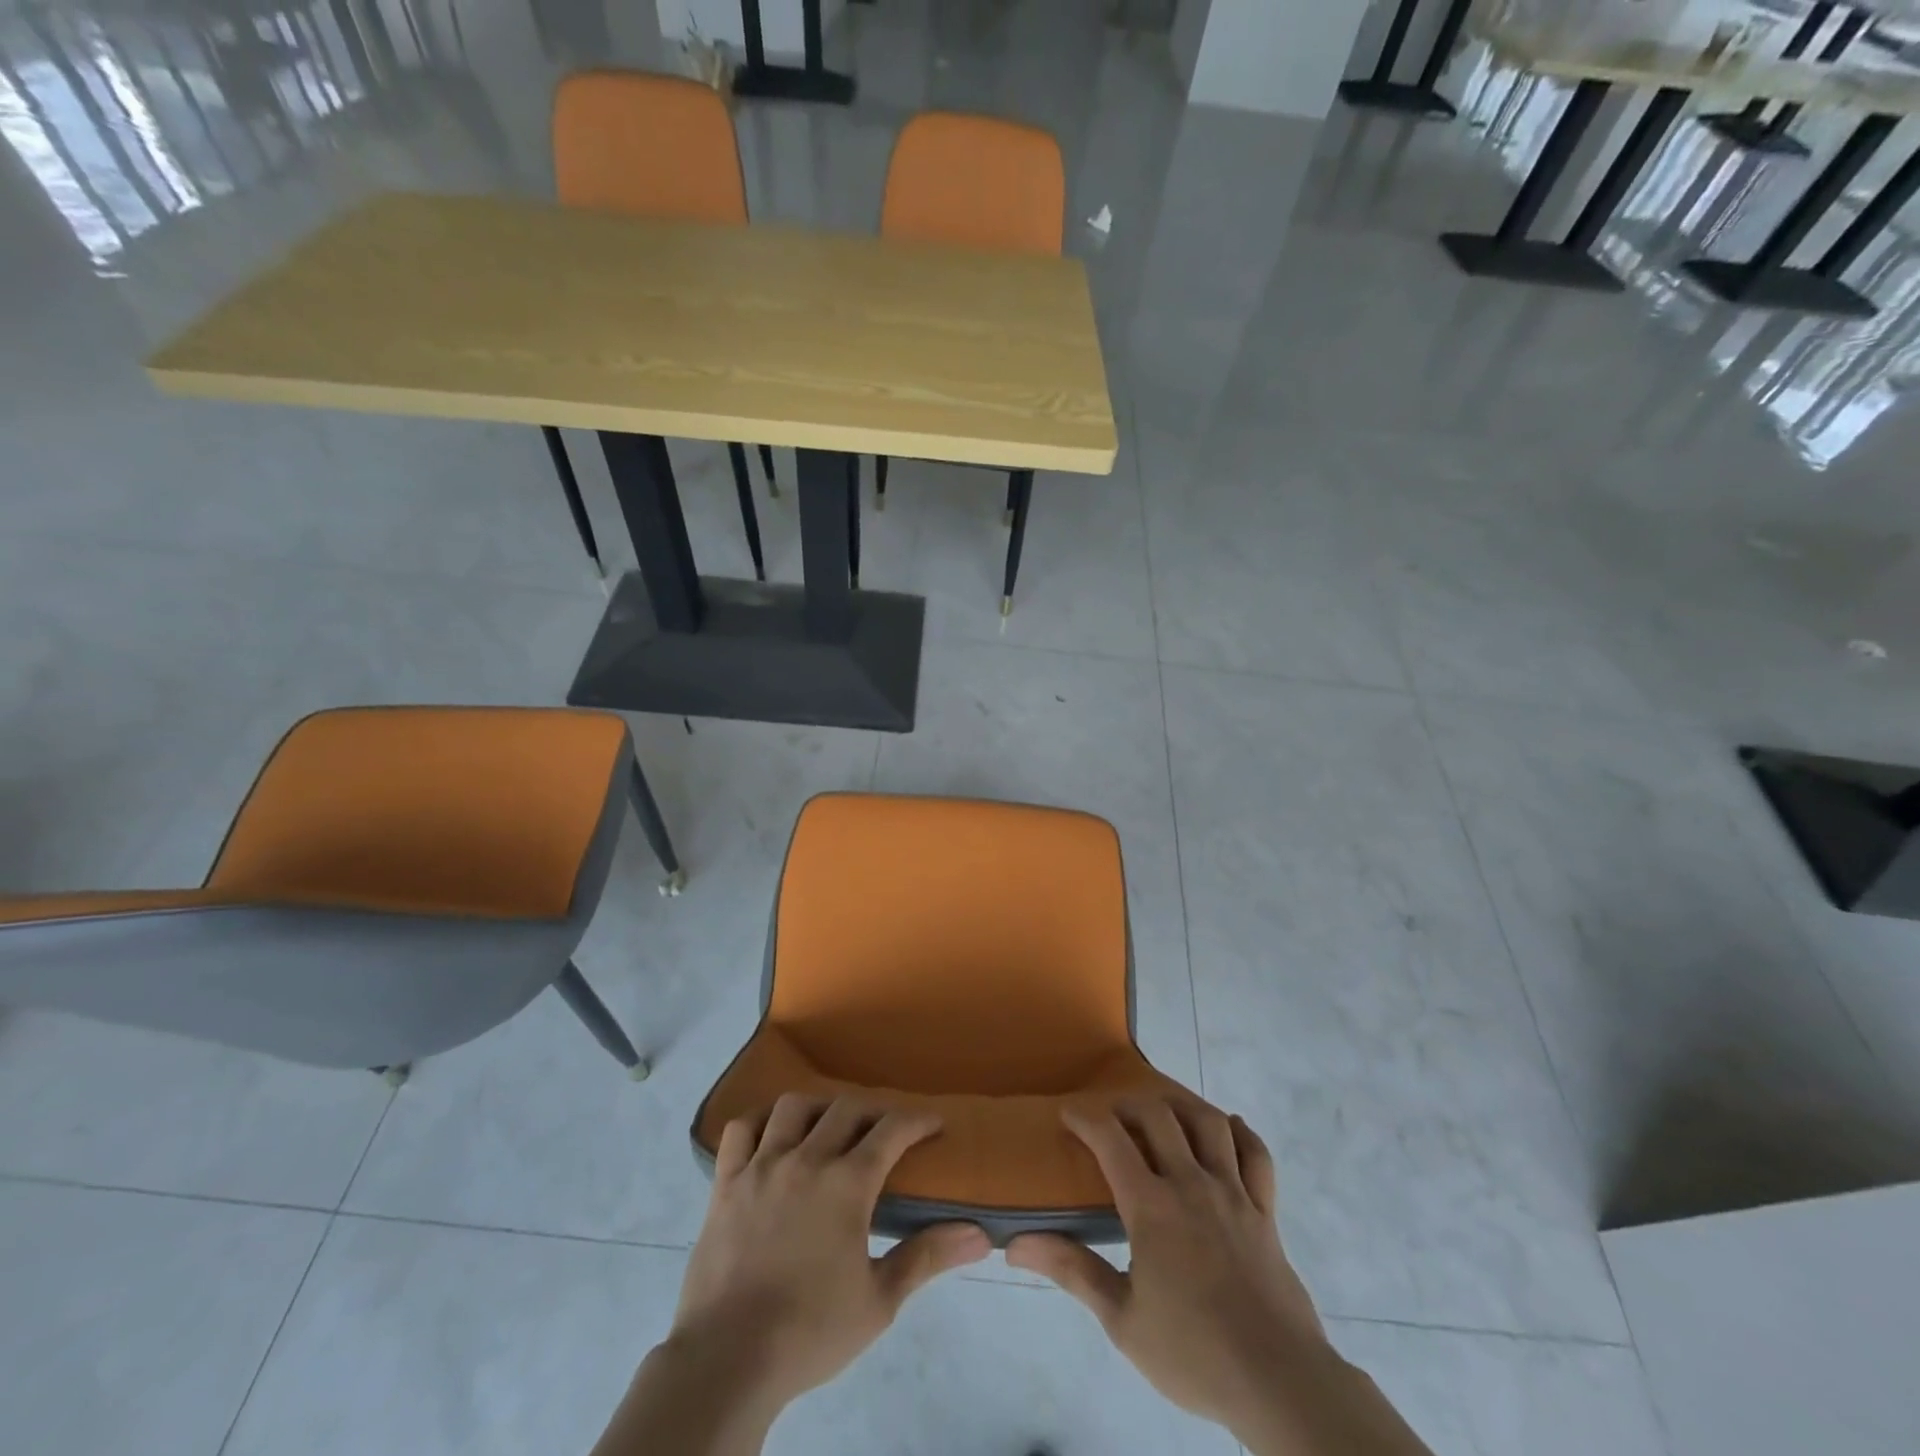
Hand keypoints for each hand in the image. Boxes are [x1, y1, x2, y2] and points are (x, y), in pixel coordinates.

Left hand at [668, 1093, 990, 1413]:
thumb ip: (927, 1258)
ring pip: (793, 1107)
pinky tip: (771, 1135)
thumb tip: (980, 1234)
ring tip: (827, 1126)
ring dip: (818, 1108)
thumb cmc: (810, 1332)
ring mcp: (761, 1166)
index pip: (891, 1130)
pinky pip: (740, 1129)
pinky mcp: (725, 1182)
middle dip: (873, 1111)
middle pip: (845, 1109)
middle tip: (884, 1129)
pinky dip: (760, 1121)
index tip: (933, 1123)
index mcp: (846, 1184)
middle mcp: (806, 1159)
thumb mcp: (879, 1302)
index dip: (917, 1120)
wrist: (727, 1361)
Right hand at [1007, 1100, 1329, 1439]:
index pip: (1111, 1139)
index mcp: (1152, 1207)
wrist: (1279, 1383)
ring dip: (1182, 1106)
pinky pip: (1257, 1155)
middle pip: (1158, 1114)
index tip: (1068, 1113)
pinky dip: (1241, 1133)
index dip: (1085, 1117)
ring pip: (1208, 1122)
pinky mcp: (1265, 1211)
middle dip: (1129, 1103)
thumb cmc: (1193, 1354)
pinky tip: (1228, 1129)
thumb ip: (1072, 1270)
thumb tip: (1015, 1245)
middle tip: (1112, 1115)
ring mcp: (1233, 1192)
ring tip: (1164, 1112)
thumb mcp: (1122, 1320)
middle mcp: (1191, 1184)